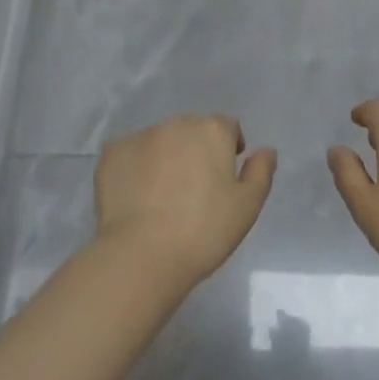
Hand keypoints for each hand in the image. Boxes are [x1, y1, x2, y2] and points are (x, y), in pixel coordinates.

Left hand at [94, 115, 275, 289]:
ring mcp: (141, 136)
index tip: (224, 176)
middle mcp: (177, 123)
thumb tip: (266, 151)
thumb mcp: (247, 207)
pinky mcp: (112, 153)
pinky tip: (136, 197)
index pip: (227, 127)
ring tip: (162, 195)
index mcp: (212, 130)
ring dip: (165, 157)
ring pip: (160, 141)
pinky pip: (129, 154)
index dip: (229, 148)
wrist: (142, 255)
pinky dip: (134, 168)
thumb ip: (260, 173)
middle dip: (195, 150)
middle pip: (192, 130)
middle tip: (194, 189)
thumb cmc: (203, 232)